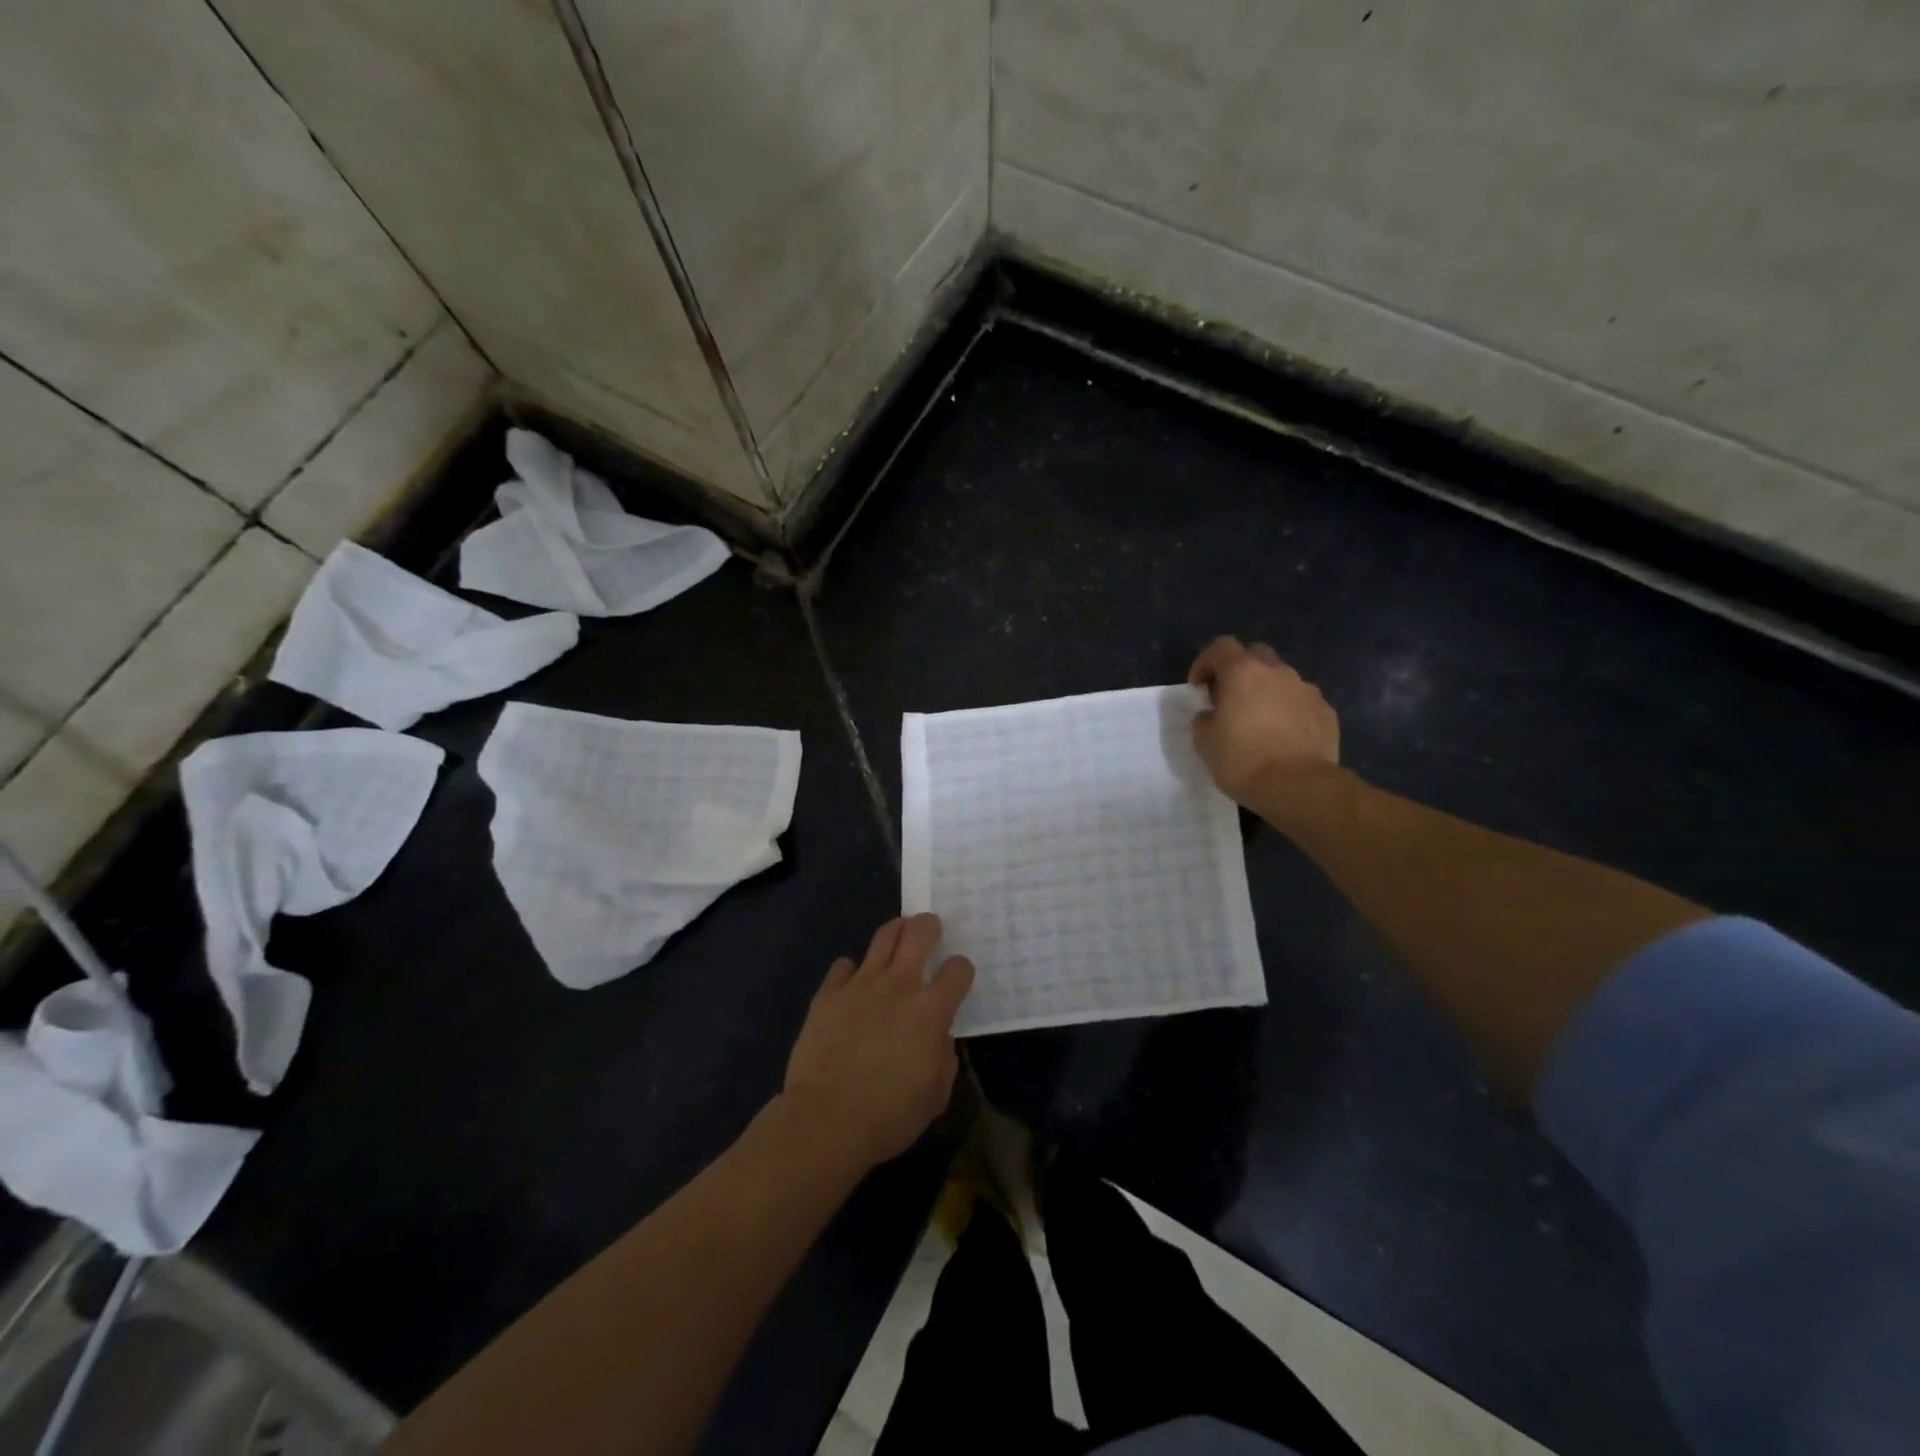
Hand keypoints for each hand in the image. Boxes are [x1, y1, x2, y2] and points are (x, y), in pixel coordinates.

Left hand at [781, 914, 975, 1169]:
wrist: (826, 1120)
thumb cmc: (890, 1115)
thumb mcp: (936, 1095)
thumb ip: (944, 1057)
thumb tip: (938, 1037)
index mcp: (932, 1009)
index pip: (958, 969)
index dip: (960, 970)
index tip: (956, 978)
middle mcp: (899, 985)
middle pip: (919, 933)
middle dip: (928, 925)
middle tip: (929, 927)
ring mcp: (861, 984)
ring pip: (883, 937)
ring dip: (895, 932)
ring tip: (898, 935)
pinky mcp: (828, 993)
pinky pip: (844, 966)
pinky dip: (851, 971)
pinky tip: (852, 984)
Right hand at [1188, 636, 1340, 803]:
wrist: (1298, 786)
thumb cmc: (1242, 760)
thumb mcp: (1204, 742)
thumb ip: (1204, 719)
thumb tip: (1211, 715)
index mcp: (1243, 672)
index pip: (1221, 647)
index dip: (1205, 663)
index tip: (1198, 688)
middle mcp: (1278, 672)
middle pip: (1255, 655)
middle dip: (1240, 671)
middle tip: (1229, 698)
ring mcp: (1307, 690)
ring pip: (1282, 679)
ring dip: (1267, 692)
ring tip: (1259, 722)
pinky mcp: (1326, 712)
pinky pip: (1301, 703)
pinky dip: (1289, 712)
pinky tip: (1283, 738)